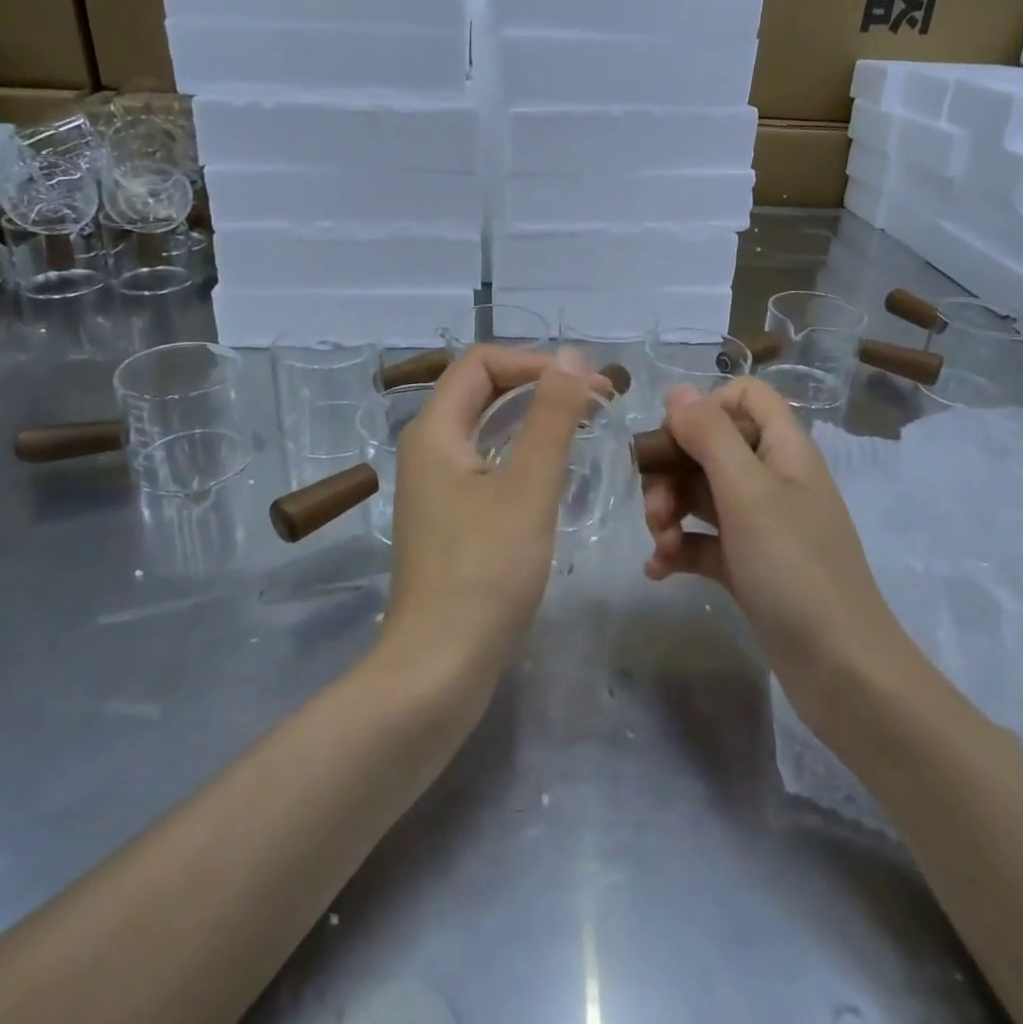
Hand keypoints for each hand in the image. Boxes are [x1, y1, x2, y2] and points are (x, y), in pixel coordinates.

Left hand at [380, 345, 610, 693]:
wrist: (439, 666)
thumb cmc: (485, 571)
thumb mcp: (527, 486)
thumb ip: (551, 416)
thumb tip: (573, 357)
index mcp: (435, 431)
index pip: (481, 362)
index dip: (535, 360)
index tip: (588, 384)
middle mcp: (427, 449)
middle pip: (481, 390)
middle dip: (538, 385)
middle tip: (596, 402)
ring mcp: (434, 486)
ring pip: (485, 428)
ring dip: (532, 418)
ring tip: (583, 427)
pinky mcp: (447, 518)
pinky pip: (485, 463)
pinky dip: (521, 453)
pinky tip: (554, 472)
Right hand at [640, 378, 915, 725]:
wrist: (840, 669)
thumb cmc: (794, 567)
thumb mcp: (748, 492)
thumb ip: (710, 435)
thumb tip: (677, 391)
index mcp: (783, 450)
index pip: (746, 397)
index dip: (707, 407)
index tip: (676, 439)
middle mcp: (773, 479)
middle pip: (711, 447)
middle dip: (672, 471)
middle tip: (654, 507)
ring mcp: (761, 524)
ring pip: (701, 494)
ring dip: (669, 510)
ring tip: (658, 542)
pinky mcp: (748, 564)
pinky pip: (703, 540)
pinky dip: (678, 548)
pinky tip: (658, 569)